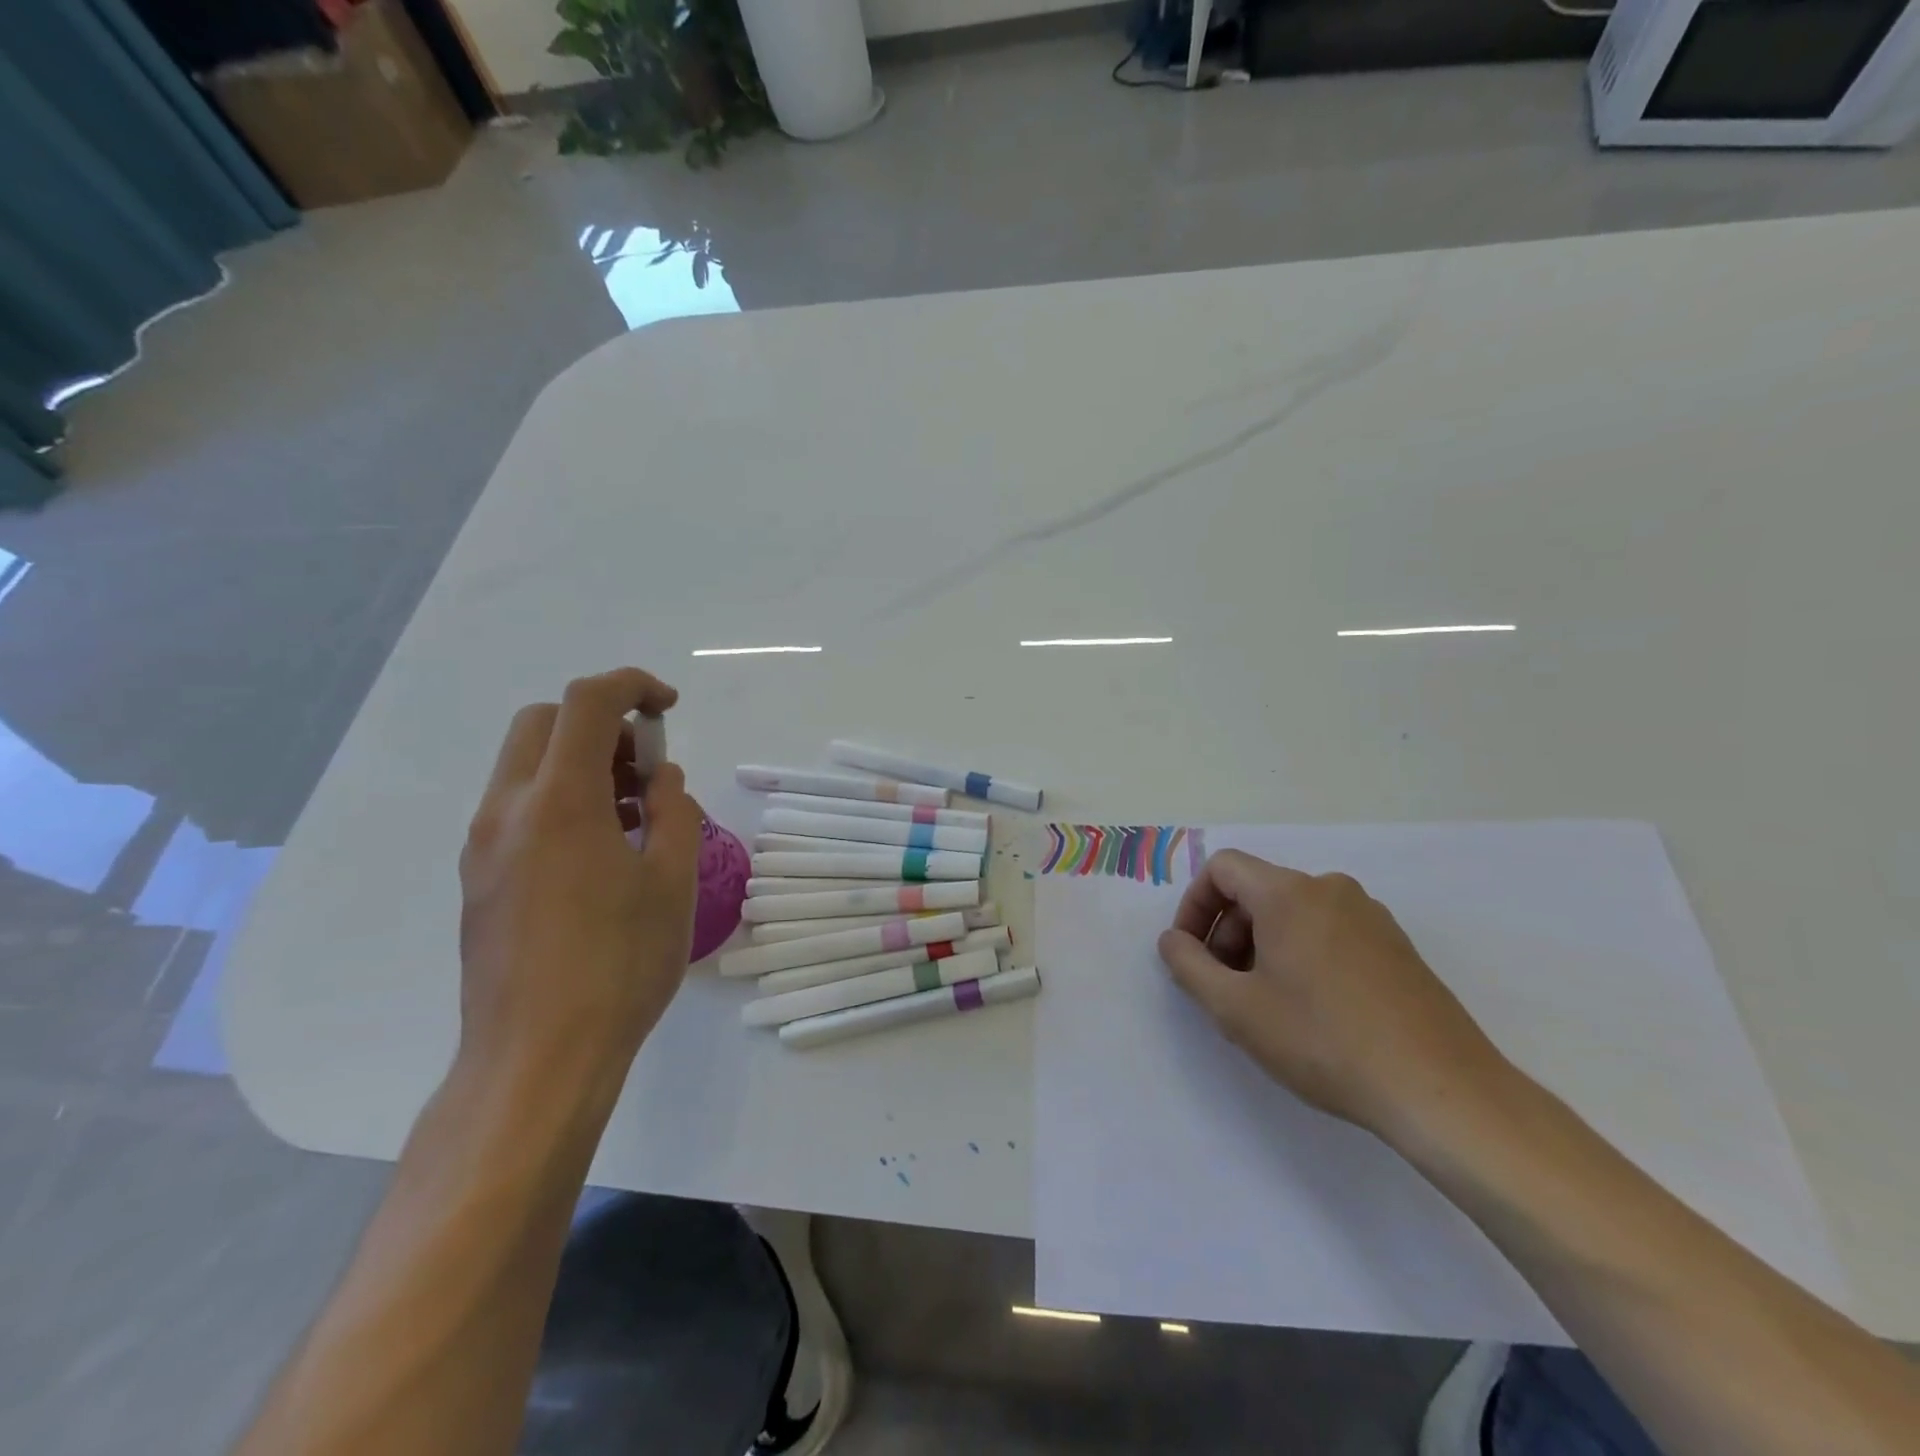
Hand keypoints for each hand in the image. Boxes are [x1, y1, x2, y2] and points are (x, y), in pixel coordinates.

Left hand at [456, 669, 702, 1099]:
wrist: (538, 1057)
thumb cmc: (619, 963)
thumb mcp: (672, 881)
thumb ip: (673, 812)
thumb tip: (660, 781)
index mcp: (559, 801)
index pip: (587, 703)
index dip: (632, 686)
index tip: (668, 708)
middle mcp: (508, 810)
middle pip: (544, 722)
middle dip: (601, 722)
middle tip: (645, 766)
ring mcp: (483, 846)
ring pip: (526, 764)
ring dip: (580, 761)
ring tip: (632, 811)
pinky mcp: (479, 879)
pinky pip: (518, 807)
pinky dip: (560, 797)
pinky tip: (600, 850)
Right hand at [1157, 851, 1510, 1141]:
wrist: (1442, 1091)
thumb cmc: (1324, 1041)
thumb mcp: (1236, 1009)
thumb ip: (1189, 966)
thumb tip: (1173, 941)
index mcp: (1289, 893)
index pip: (1222, 869)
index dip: (1195, 906)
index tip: (1191, 954)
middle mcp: (1331, 890)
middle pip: (1257, 891)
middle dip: (1227, 932)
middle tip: (1224, 987)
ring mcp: (1370, 917)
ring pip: (1293, 914)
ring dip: (1262, 946)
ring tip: (1266, 1005)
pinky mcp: (1397, 946)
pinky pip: (1329, 932)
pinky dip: (1301, 955)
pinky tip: (1311, 1011)